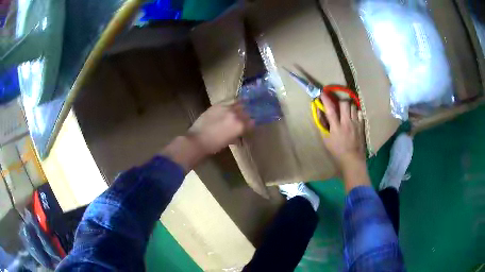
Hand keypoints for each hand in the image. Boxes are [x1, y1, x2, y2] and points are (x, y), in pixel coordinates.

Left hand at [188, 102, 254, 154]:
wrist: (198, 139)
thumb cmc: (214, 145)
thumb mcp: (228, 141)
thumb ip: (236, 136)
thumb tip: (239, 136)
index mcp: (240, 127)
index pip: (252, 122)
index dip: (252, 124)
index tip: (250, 125)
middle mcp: (236, 115)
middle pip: (247, 112)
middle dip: (247, 115)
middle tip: (247, 116)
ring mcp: (227, 108)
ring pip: (239, 104)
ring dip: (242, 106)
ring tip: (244, 105)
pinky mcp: (218, 104)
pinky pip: (229, 100)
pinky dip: (233, 101)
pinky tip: (235, 101)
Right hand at [320, 93, 365, 171]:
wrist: (353, 160)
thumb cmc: (337, 152)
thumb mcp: (326, 141)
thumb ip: (323, 126)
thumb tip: (320, 114)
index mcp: (336, 127)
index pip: (330, 109)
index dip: (325, 100)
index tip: (322, 93)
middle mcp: (347, 123)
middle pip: (345, 103)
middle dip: (340, 102)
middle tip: (338, 105)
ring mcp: (356, 124)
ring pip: (353, 107)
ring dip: (349, 107)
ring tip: (346, 111)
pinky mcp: (362, 126)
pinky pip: (360, 113)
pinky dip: (356, 113)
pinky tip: (353, 117)